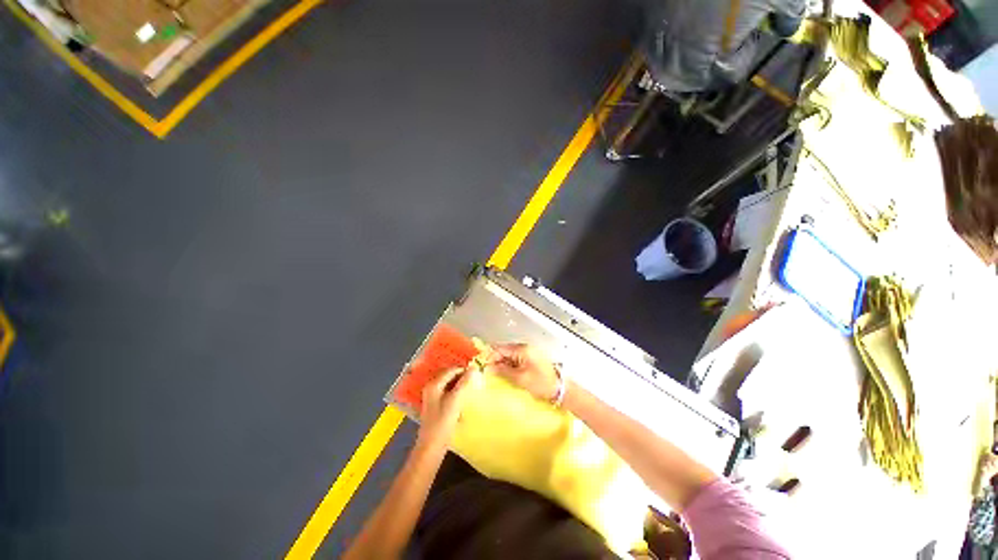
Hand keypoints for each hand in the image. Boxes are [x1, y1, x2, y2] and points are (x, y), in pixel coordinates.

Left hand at [418, 367, 479, 444]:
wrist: (431, 447)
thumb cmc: (442, 423)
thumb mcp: (455, 401)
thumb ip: (464, 383)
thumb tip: (474, 368)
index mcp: (434, 384)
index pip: (451, 370)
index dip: (464, 370)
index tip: (477, 373)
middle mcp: (431, 388)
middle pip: (449, 376)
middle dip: (462, 377)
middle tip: (476, 379)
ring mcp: (433, 397)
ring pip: (450, 385)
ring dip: (460, 385)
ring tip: (472, 388)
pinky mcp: (436, 406)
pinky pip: (449, 393)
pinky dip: (457, 393)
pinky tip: (464, 399)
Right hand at [486, 344, 559, 402]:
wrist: (560, 388)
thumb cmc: (541, 383)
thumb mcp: (520, 378)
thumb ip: (503, 371)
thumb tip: (488, 367)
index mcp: (521, 349)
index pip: (500, 348)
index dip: (490, 356)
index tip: (482, 366)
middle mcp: (524, 348)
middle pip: (504, 351)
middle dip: (495, 361)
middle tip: (487, 373)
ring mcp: (527, 354)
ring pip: (509, 356)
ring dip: (501, 364)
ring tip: (494, 376)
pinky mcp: (530, 360)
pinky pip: (515, 360)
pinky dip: (509, 367)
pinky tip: (505, 376)